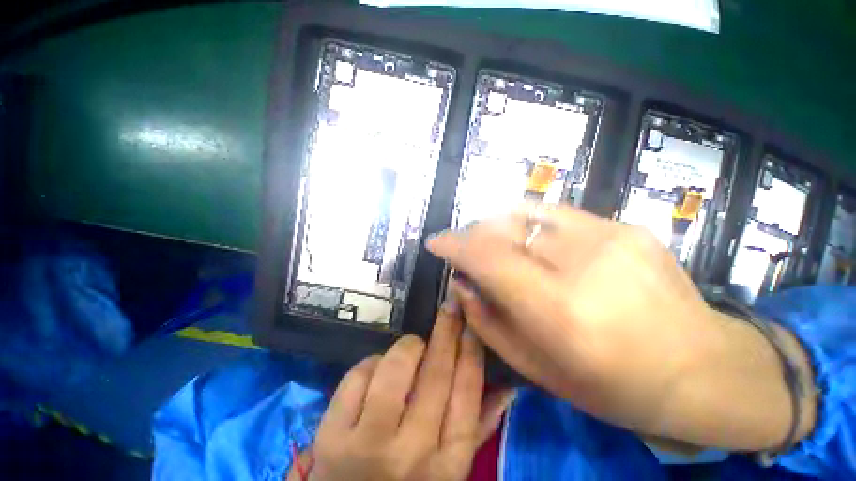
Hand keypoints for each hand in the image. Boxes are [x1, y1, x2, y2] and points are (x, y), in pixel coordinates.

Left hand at [288, 306, 514, 480]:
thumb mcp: (450, 469)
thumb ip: (478, 428)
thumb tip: (505, 387)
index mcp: (448, 462)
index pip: (467, 392)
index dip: (470, 349)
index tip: (471, 321)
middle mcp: (413, 453)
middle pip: (435, 374)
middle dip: (446, 331)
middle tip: (450, 306)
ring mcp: (368, 445)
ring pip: (395, 370)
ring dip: (407, 348)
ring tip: (412, 346)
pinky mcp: (331, 437)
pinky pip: (357, 377)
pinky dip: (370, 363)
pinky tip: (376, 369)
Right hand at [427, 205, 812, 449]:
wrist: (703, 369)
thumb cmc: (614, 387)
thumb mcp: (536, 369)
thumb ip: (487, 322)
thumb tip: (461, 284)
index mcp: (560, 311)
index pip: (488, 258)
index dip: (454, 244)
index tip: (435, 242)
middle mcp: (582, 264)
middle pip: (503, 228)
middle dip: (473, 234)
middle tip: (464, 249)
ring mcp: (609, 237)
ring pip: (526, 213)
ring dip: (497, 225)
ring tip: (492, 242)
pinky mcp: (624, 227)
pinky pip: (555, 214)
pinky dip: (528, 224)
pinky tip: (530, 241)